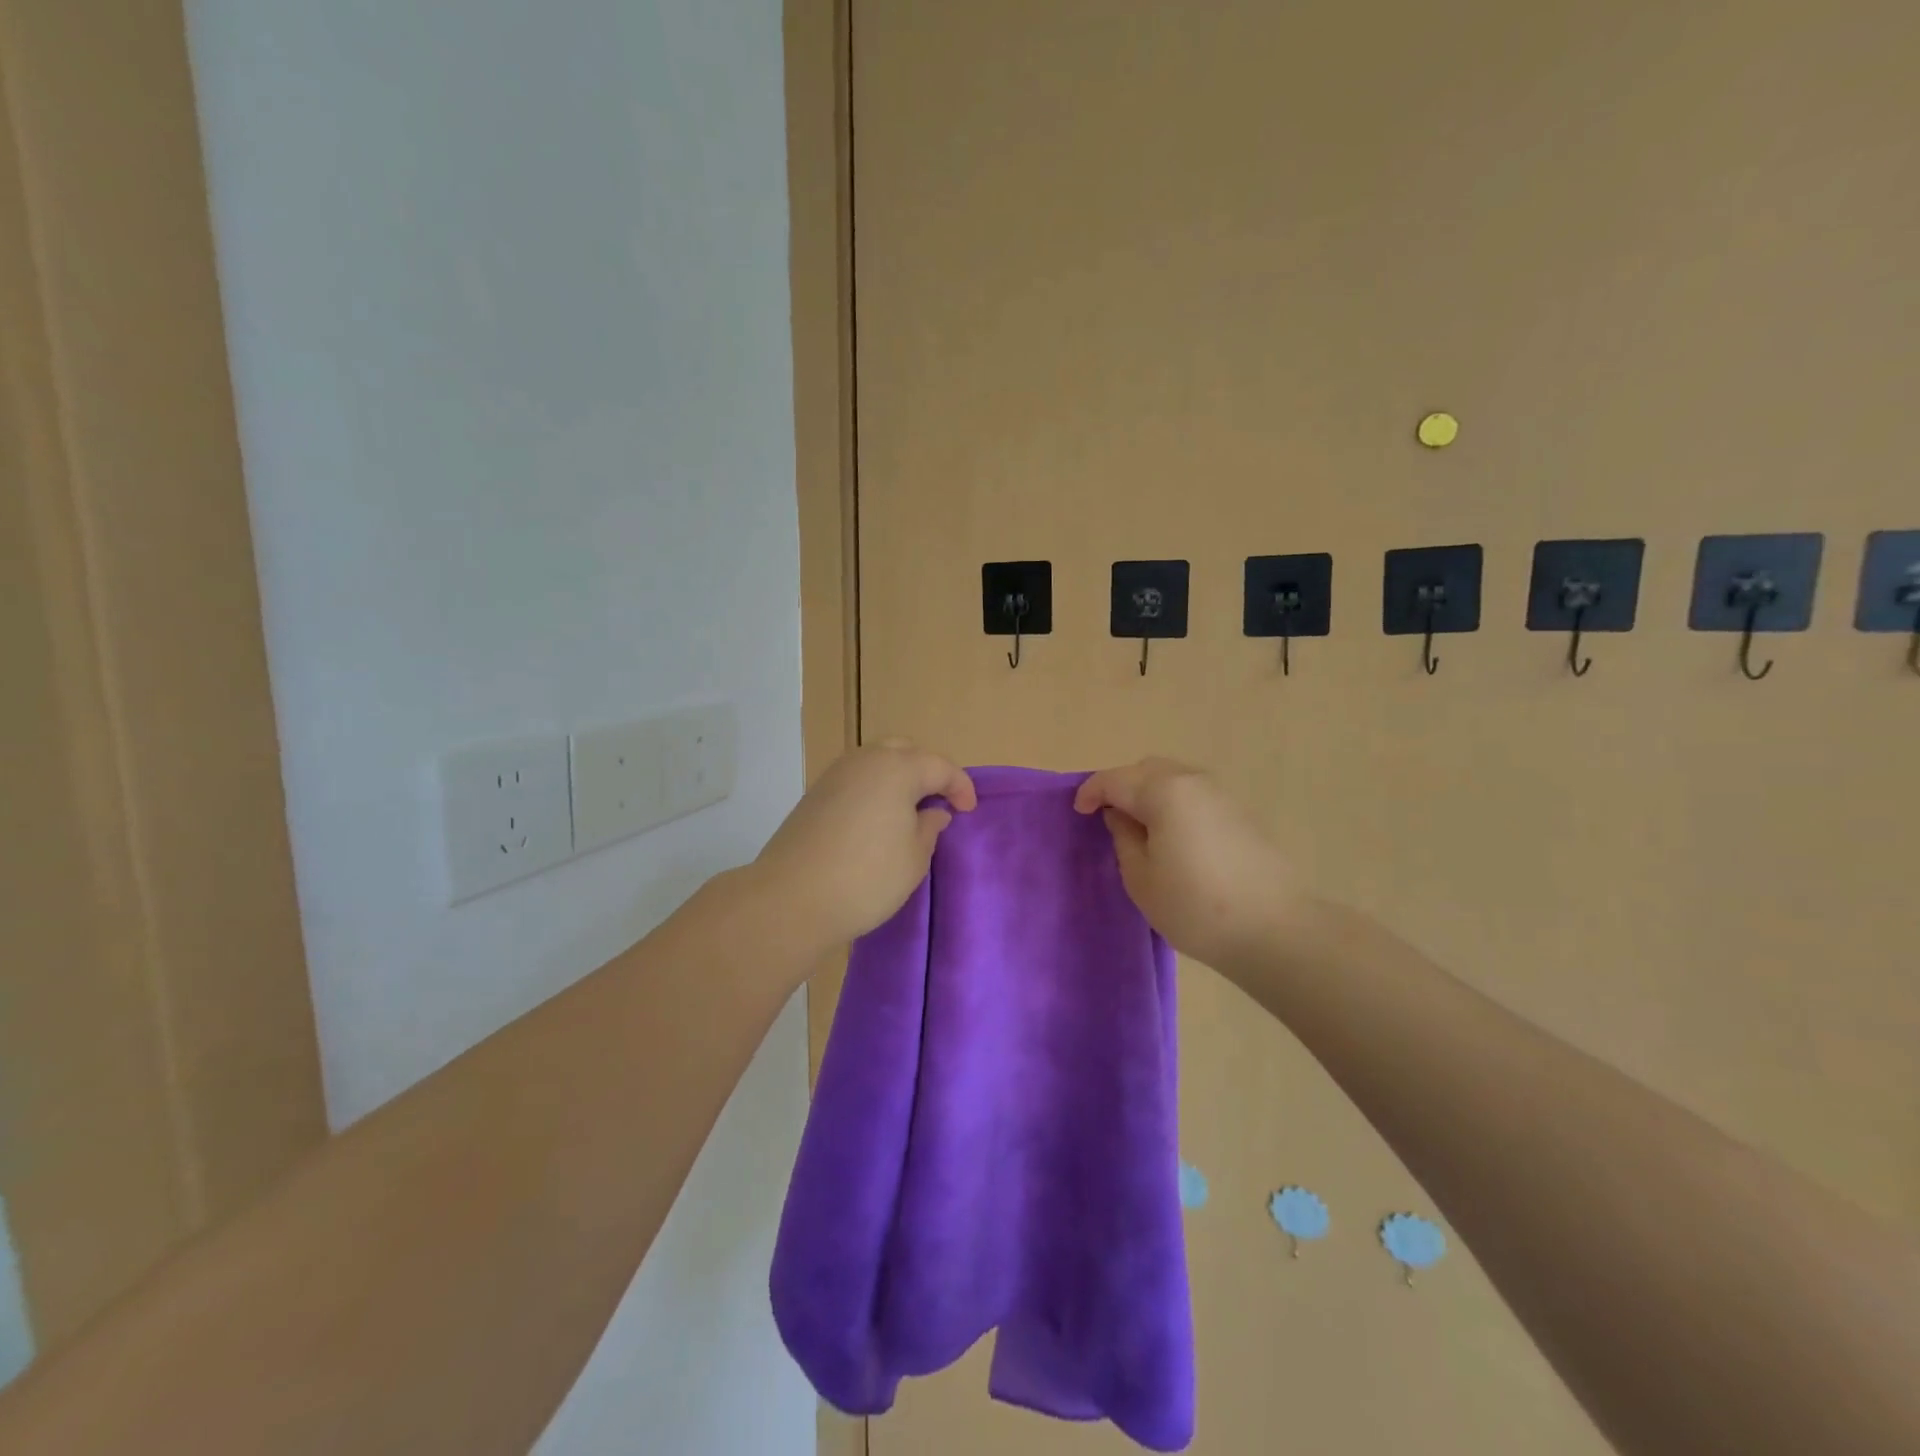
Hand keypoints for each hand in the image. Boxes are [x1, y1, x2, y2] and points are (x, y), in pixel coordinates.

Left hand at [753, 741, 975, 950]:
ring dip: (898, 777)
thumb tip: (933, 811)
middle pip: (904, 751)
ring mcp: (835, 776)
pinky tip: (878, 818)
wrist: (791, 898)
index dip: (959, 785)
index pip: (939, 766)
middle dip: (926, 770)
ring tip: (910, 809)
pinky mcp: (814, 795)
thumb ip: (929, 828)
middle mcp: (864, 761)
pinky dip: (874, 789)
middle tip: (939, 799)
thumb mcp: (914, 858)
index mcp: (896, 768)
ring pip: (875, 761)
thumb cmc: (866, 878)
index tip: (969, 810)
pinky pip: (855, 779)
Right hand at [1074, 758, 1304, 971]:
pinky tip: (1172, 835)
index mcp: (1163, 792)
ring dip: (1149, 793)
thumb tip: (1121, 816)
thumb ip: (1124, 838)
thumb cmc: (1195, 906)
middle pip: (1146, 770)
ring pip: (1173, 779)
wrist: (1274, 929)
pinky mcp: (1240, 814)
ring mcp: (1221, 795)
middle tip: (1108, 816)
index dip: (1091, 792)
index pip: (1115, 780)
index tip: (1079, 812)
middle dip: (1122, 786)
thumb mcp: (1141, 878)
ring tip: (1139, 826)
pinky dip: (1173, 803)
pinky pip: (1194, 795)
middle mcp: (1192, 781)